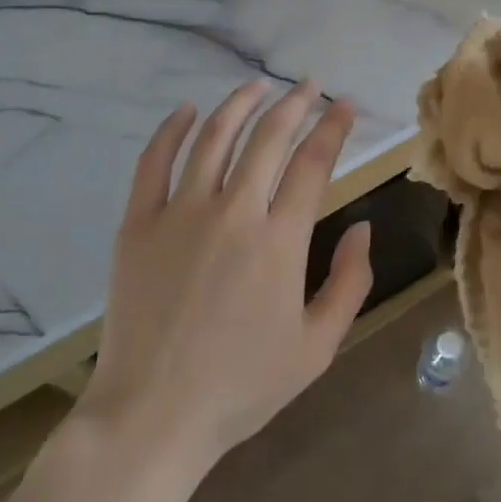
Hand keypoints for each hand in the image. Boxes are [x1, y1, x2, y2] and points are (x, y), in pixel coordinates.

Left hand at [76, 79, 373, 472]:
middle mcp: (233, 212)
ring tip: (259, 86)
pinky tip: (187, 110)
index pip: (313, 162)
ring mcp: (180, 213)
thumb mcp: (317, 346)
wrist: (153, 415)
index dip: (333, 127)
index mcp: (280, 240)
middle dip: (295, 103)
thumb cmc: (242, 386)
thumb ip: (350, 282)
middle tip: (309, 86)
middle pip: (269, 137)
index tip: (344, 105)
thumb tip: (362, 226)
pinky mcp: (138, 224)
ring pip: (214, 137)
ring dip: (240, 104)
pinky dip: (171, 129)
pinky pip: (154, 161)